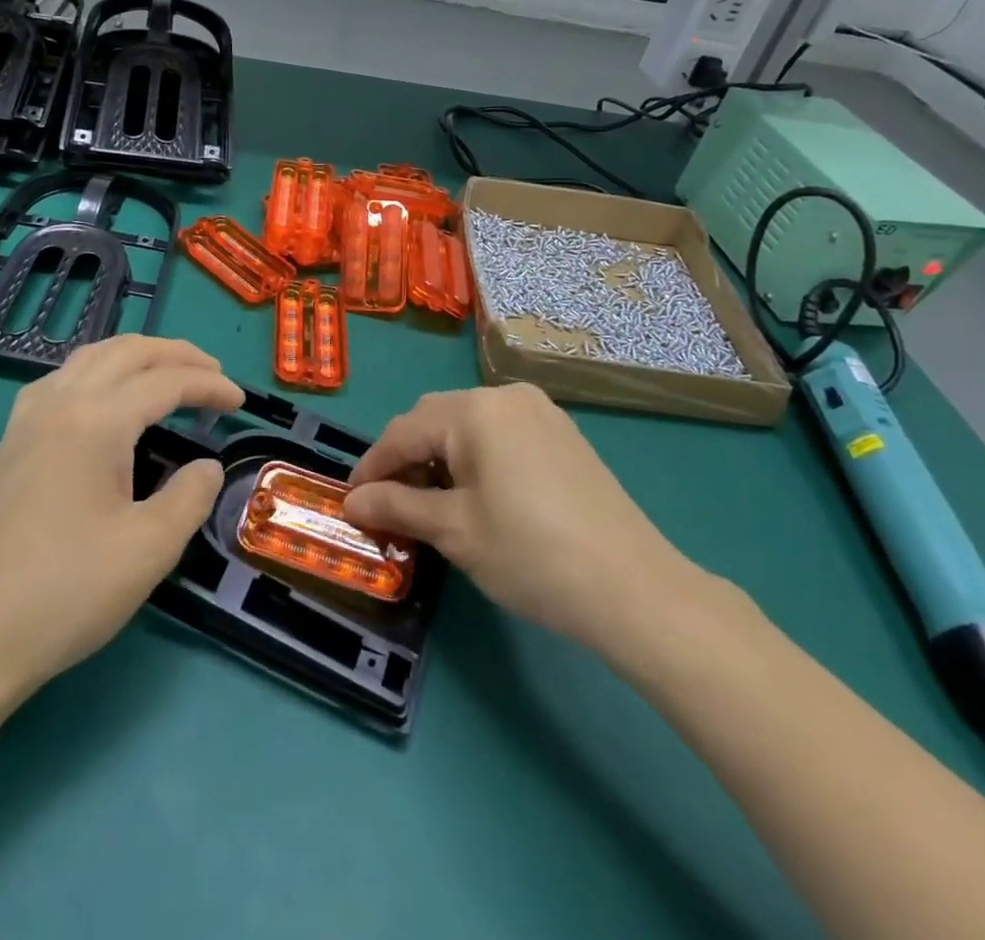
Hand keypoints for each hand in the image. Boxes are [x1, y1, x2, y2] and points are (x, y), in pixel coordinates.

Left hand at [0, 336, 240, 701]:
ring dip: (136, 356)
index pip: (165, 381)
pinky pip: (62, 379)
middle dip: (176, 354)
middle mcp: (60, 403)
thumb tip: (206, 466)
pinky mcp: (11, 442)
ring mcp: (28, 420)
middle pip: (127, 352)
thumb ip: (190, 496)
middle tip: (213, 374)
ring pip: (90, 357)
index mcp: (96, 421)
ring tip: (168, 374)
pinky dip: (99, 371)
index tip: (240, 401)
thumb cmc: (68, 591)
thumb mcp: (150, 549)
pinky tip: (106, 398)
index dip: (208, 384)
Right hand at [342, 384, 718, 667]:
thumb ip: (397, 506)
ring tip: (429, 502)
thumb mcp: (454, 531)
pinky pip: (500, 434)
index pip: (404, 431)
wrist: (634, 588)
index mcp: (474, 410)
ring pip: (468, 425)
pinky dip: (475, 457)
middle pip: (435, 419)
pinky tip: (475, 493)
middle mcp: (505, 397)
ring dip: (440, 456)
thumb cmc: (531, 555)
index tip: (350, 501)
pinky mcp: (561, 434)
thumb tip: (352, 503)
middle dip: (405, 458)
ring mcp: (539, 412)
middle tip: (388, 503)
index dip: (372, 467)